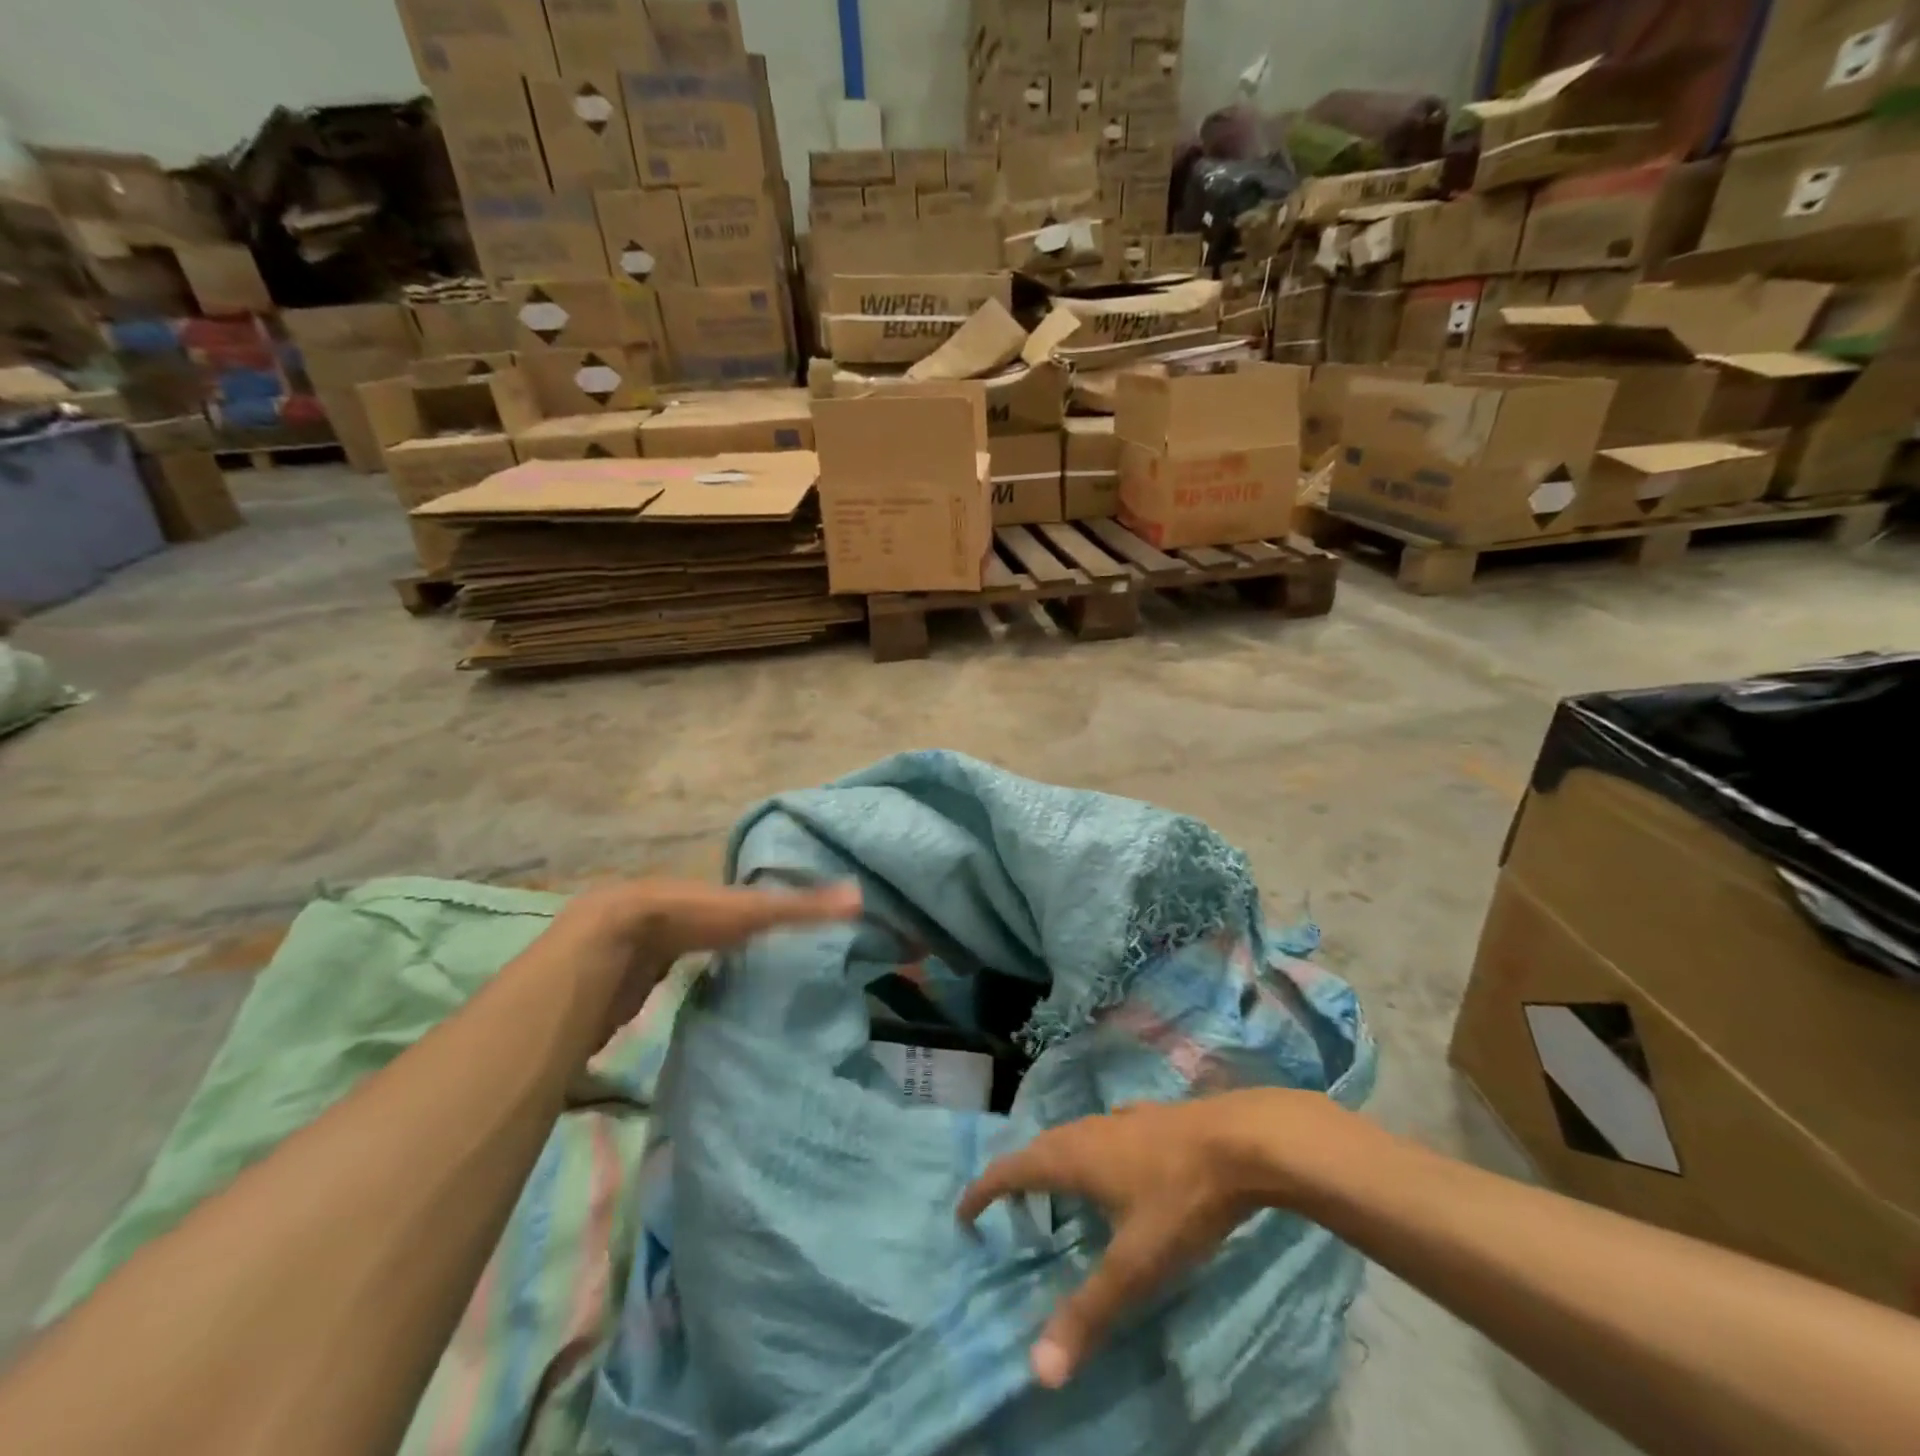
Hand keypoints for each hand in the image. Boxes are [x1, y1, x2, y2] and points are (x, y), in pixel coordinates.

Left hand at [554, 877, 861, 1043]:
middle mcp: (674, 910)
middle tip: (765, 957)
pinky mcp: (624, 977)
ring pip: (679, 948)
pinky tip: (688, 998)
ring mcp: (644, 943)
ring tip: (734, 980)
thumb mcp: (752, 912)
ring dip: (699, 958)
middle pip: (707, 923)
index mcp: (702, 892)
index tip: (787, 926)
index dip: (762, 908)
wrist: (608, 946)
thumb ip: (802, 907)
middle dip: (729, 937)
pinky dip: (674, 982)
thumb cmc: (686, 919)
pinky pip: (657, 975)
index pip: (739, 898)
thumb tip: (859, 896)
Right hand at [957, 1091, 1323, 1387]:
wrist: (1241, 1140)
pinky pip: (1102, 1134)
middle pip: (1038, 1148)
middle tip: (1005, 1205)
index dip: (984, 1189)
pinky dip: (1088, 1152)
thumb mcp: (1135, 1264)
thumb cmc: (1180, 1199)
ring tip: (1051, 1188)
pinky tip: (1112, 1165)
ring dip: (1052, 1161)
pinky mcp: (1150, 1117)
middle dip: (1016, 1175)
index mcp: (1072, 1157)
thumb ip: (1088, 1313)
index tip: (963, 1211)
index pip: (1012, 1169)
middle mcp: (1088, 1130)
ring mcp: (1121, 1118)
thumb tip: (1038, 1369)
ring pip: (1072, 1137)